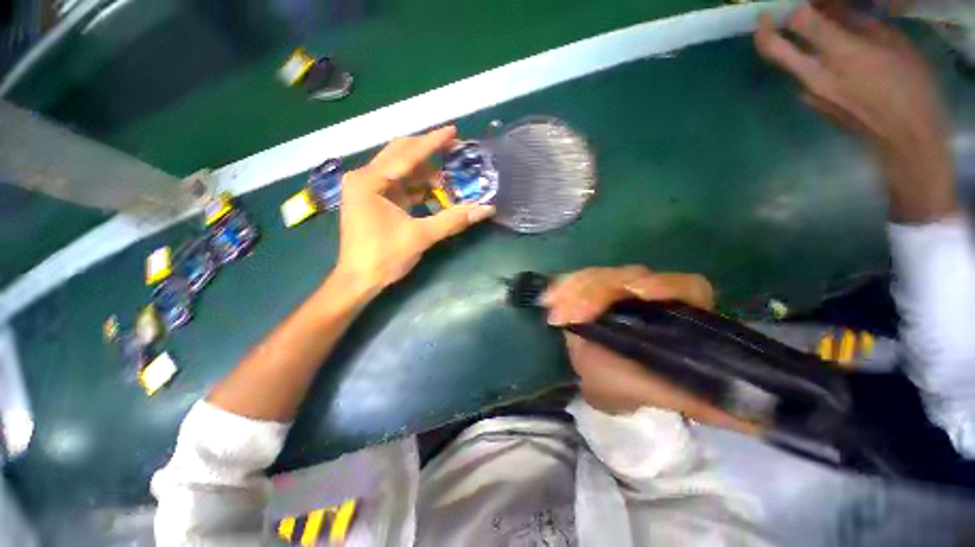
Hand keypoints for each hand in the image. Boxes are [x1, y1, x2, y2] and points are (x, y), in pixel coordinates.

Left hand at [335, 126, 495, 294]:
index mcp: (370, 181)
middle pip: (401, 155)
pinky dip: (418, 187)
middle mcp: (365, 178)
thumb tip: (486, 209)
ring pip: (401, 171)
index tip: (454, 131)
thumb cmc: (384, 257)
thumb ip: (453, 220)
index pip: (407, 154)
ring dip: (426, 172)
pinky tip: (436, 190)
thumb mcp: (421, 236)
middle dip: (428, 151)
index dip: (433, 142)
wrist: (359, 280)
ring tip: (450, 174)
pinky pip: (400, 186)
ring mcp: (368, 189)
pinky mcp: (374, 201)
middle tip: (454, 148)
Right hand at [542, 266, 759, 433]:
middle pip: (629, 275)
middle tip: (574, 314)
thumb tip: (761, 417)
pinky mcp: (589, 289)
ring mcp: (614, 289)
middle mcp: (646, 295)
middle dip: (599, 291)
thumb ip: (702, 400)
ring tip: (555, 315)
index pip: (684, 286)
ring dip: (574, 291)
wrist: (595, 377)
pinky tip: (548, 300)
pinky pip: (574, 280)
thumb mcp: (663, 393)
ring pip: (598, 276)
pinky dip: (560, 288)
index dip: (666, 284)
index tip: (640, 293)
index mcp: (674, 312)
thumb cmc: (631, 385)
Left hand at [755, 5, 957, 222]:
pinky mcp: (810, 105)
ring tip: (809, 33)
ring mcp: (808, 93)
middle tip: (765, 16)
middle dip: (763, 30)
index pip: (800, 22)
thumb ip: (857, 25)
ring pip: (786, 64)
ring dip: (789, 46)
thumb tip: (832, 10)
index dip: (792, 7)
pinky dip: (806, 63)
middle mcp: (815, 74)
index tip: (792, 1)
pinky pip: (802, 78)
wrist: (903, 140)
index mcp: (840, 53)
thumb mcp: (893, 43)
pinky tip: (826, 59)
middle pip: (773, 49)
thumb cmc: (911, 88)